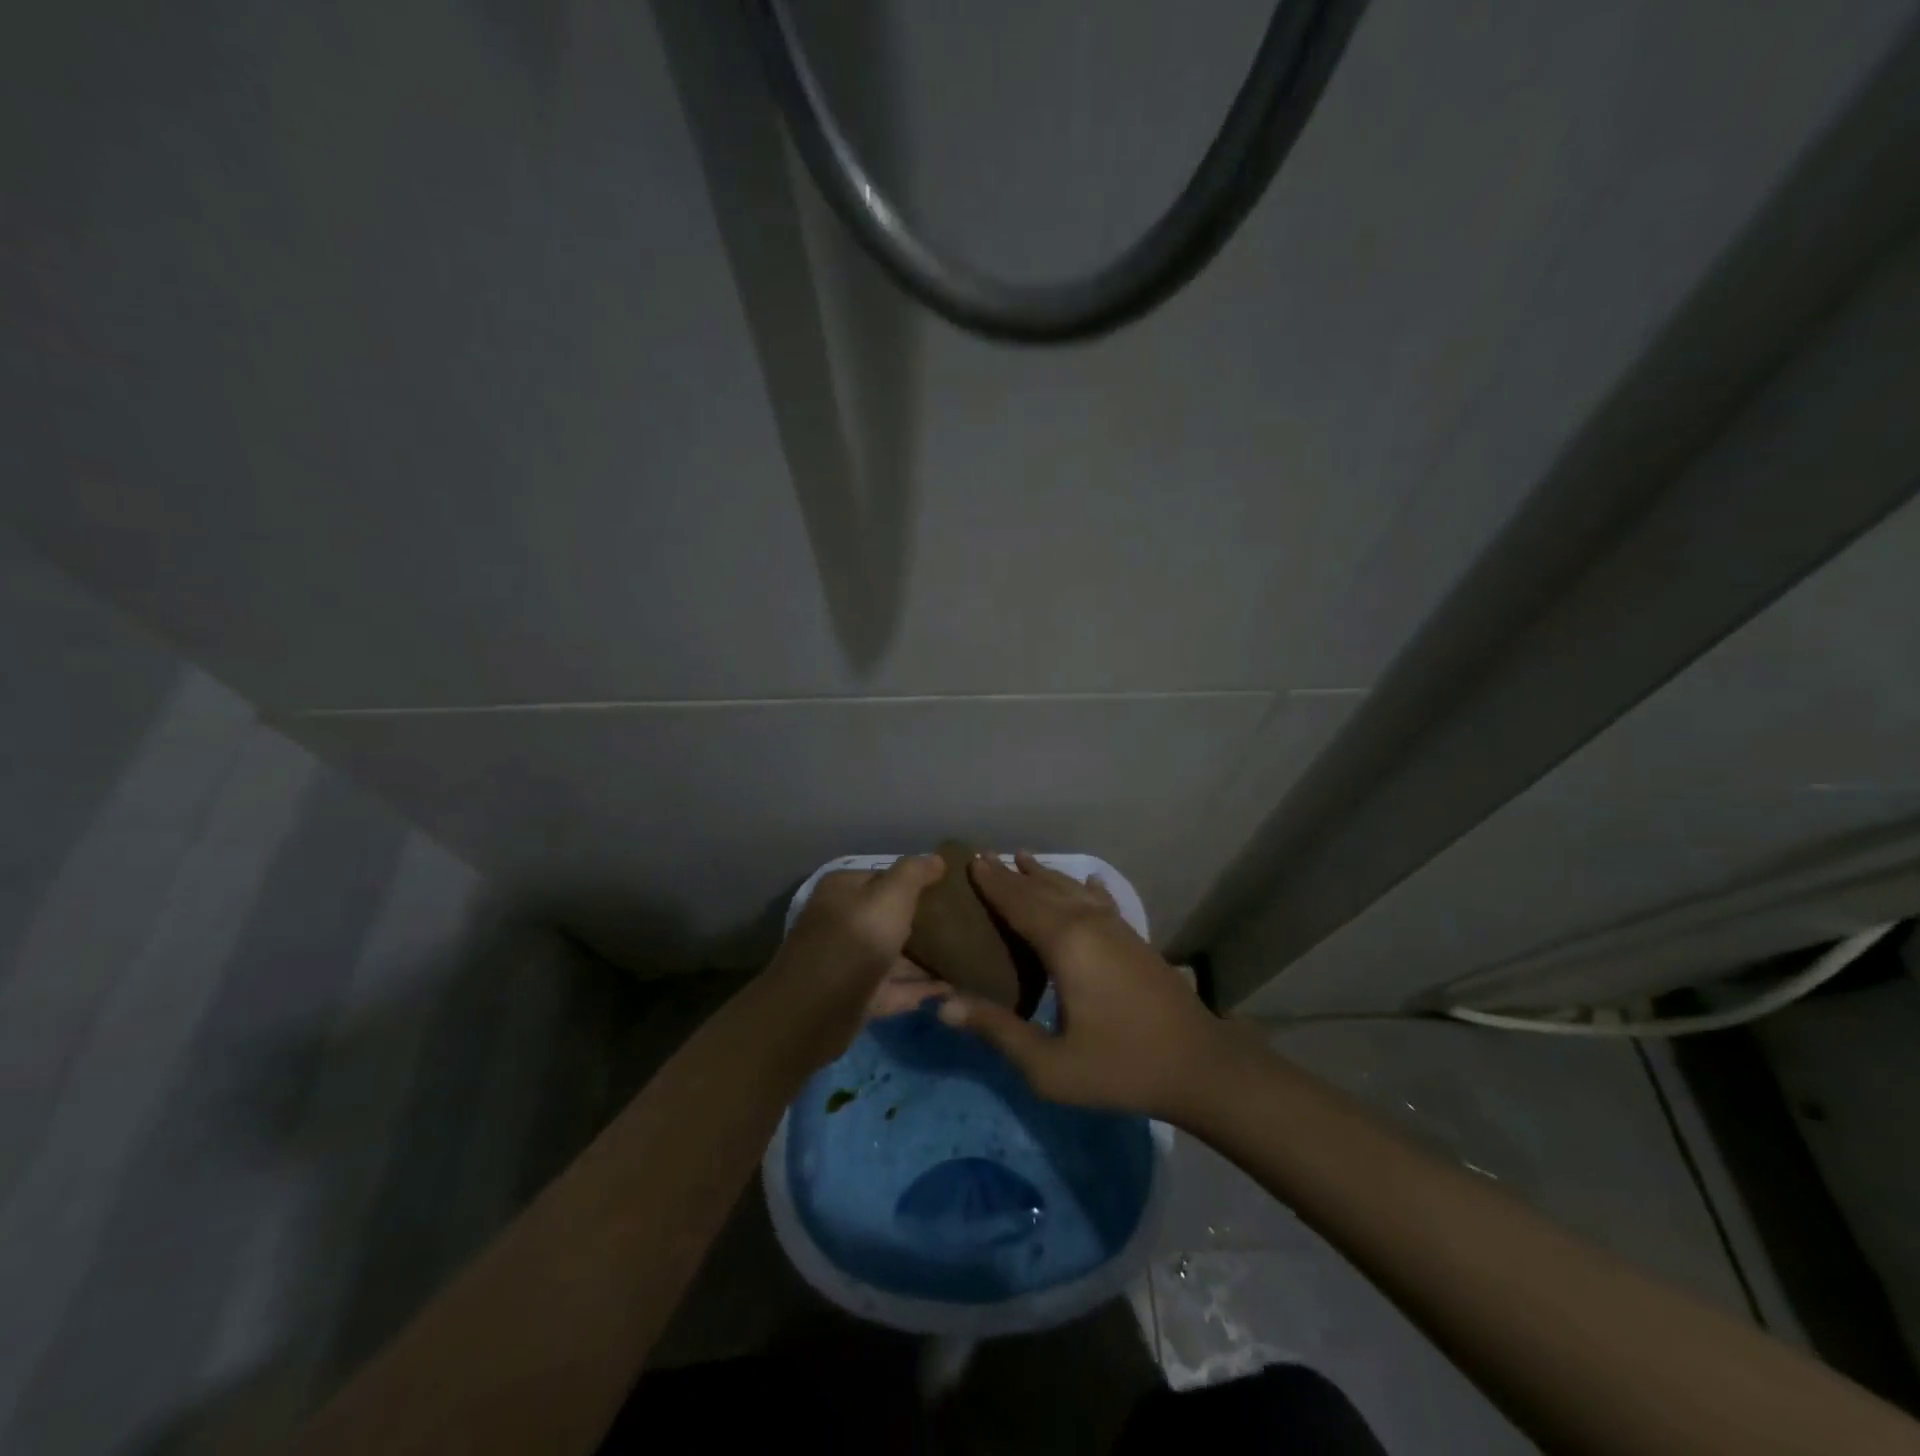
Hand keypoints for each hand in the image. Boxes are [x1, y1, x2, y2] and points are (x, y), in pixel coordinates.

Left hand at [768, 855, 947, 1067]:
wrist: (815, 1012)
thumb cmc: (855, 940)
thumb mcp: (890, 896)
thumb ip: (914, 874)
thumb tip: (936, 859)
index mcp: (844, 890)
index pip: (885, 877)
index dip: (918, 882)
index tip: (952, 890)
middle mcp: (842, 921)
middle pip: (889, 917)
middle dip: (923, 921)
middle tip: (965, 924)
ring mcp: (848, 961)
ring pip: (893, 954)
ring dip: (924, 958)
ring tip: (965, 957)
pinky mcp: (856, 997)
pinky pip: (894, 987)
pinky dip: (919, 988)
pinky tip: (951, 988)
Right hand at [937, 852, 1224, 1119]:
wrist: (1200, 1067)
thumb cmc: (1120, 1067)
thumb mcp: (1049, 1065)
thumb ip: (997, 1031)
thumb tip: (943, 1004)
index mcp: (1065, 944)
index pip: (1019, 903)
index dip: (993, 883)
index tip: (970, 859)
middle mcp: (1089, 924)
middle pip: (1043, 890)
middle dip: (1012, 873)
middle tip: (984, 855)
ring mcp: (1116, 929)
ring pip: (1072, 890)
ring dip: (1045, 874)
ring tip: (1023, 857)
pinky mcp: (1135, 940)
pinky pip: (1102, 901)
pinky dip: (1086, 888)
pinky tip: (1088, 881)